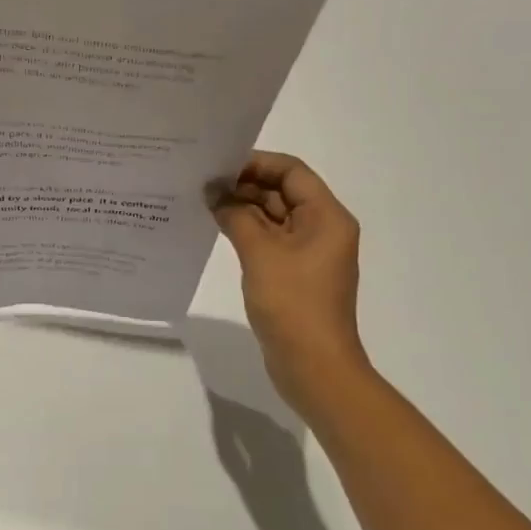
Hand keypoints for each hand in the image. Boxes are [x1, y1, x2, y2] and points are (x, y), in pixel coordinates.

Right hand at [210, 152, 368, 387]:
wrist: (313, 366)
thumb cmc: (292, 303)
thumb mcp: (260, 252)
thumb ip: (236, 215)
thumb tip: (214, 193)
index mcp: (327, 217)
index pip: (291, 172)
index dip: (256, 163)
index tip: (218, 166)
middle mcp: (323, 229)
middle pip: (283, 192)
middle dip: (244, 185)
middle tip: (203, 183)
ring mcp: (309, 253)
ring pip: (274, 216)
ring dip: (243, 208)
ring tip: (203, 202)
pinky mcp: (295, 273)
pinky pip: (270, 240)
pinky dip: (246, 231)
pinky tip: (217, 228)